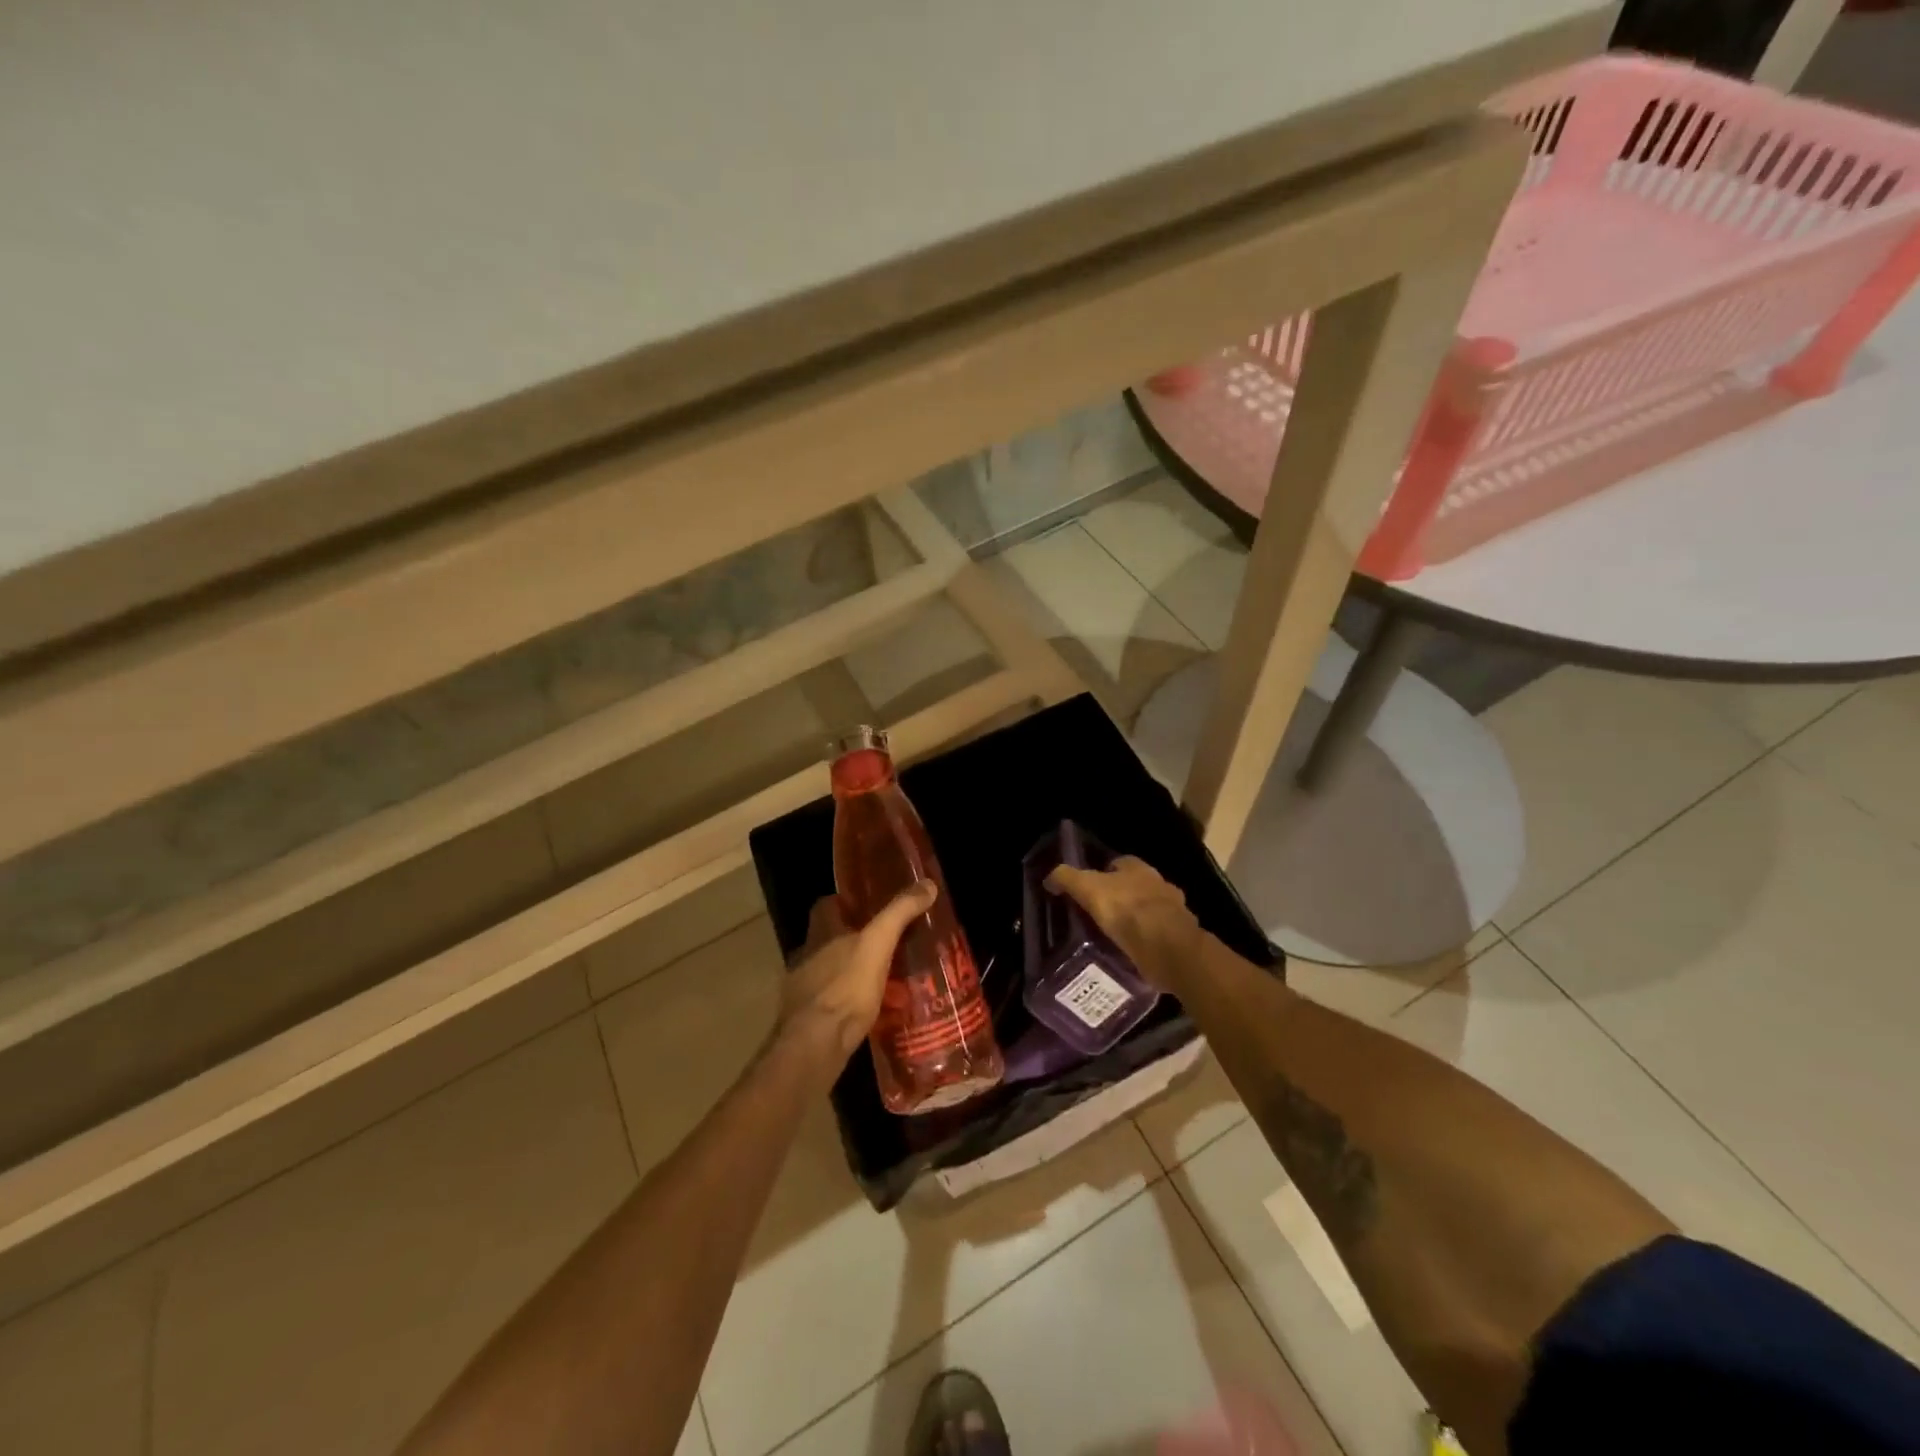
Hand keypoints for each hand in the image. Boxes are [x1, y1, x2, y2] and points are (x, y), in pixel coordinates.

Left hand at [778, 882, 938, 1075]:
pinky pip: (832, 1005)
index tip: (869, 906)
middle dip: (853, 941)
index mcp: (819, 935)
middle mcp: (806, 958)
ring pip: (830, 973)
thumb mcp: (878, 944)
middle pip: (829, 940)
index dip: (844, 902)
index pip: (826, 906)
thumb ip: (899, 913)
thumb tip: (927, 883)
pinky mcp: (808, 1022)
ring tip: (883, 980)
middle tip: (885, 944)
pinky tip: (870, 1014)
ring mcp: (803, 991)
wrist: (814, 1046)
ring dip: (851, 974)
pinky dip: (848, 1005)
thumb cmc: (844, 988)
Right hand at [1045, 855, 1202, 988]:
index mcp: (1138, 867)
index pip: (1117, 863)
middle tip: (1096, 916)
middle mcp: (1158, 883)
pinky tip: (1131, 954)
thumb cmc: (1127, 910)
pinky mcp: (1178, 938)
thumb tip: (1049, 878)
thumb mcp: (1088, 889)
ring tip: (1112, 938)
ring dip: (1133, 922)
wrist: (1168, 947)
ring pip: (1147, 911)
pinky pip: (1156, 936)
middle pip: (1134, 887)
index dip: (1101, 874)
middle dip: (1119, 898)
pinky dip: (1145, 943)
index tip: (1087, 891)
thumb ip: (1067, 879)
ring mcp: (1173, 911)